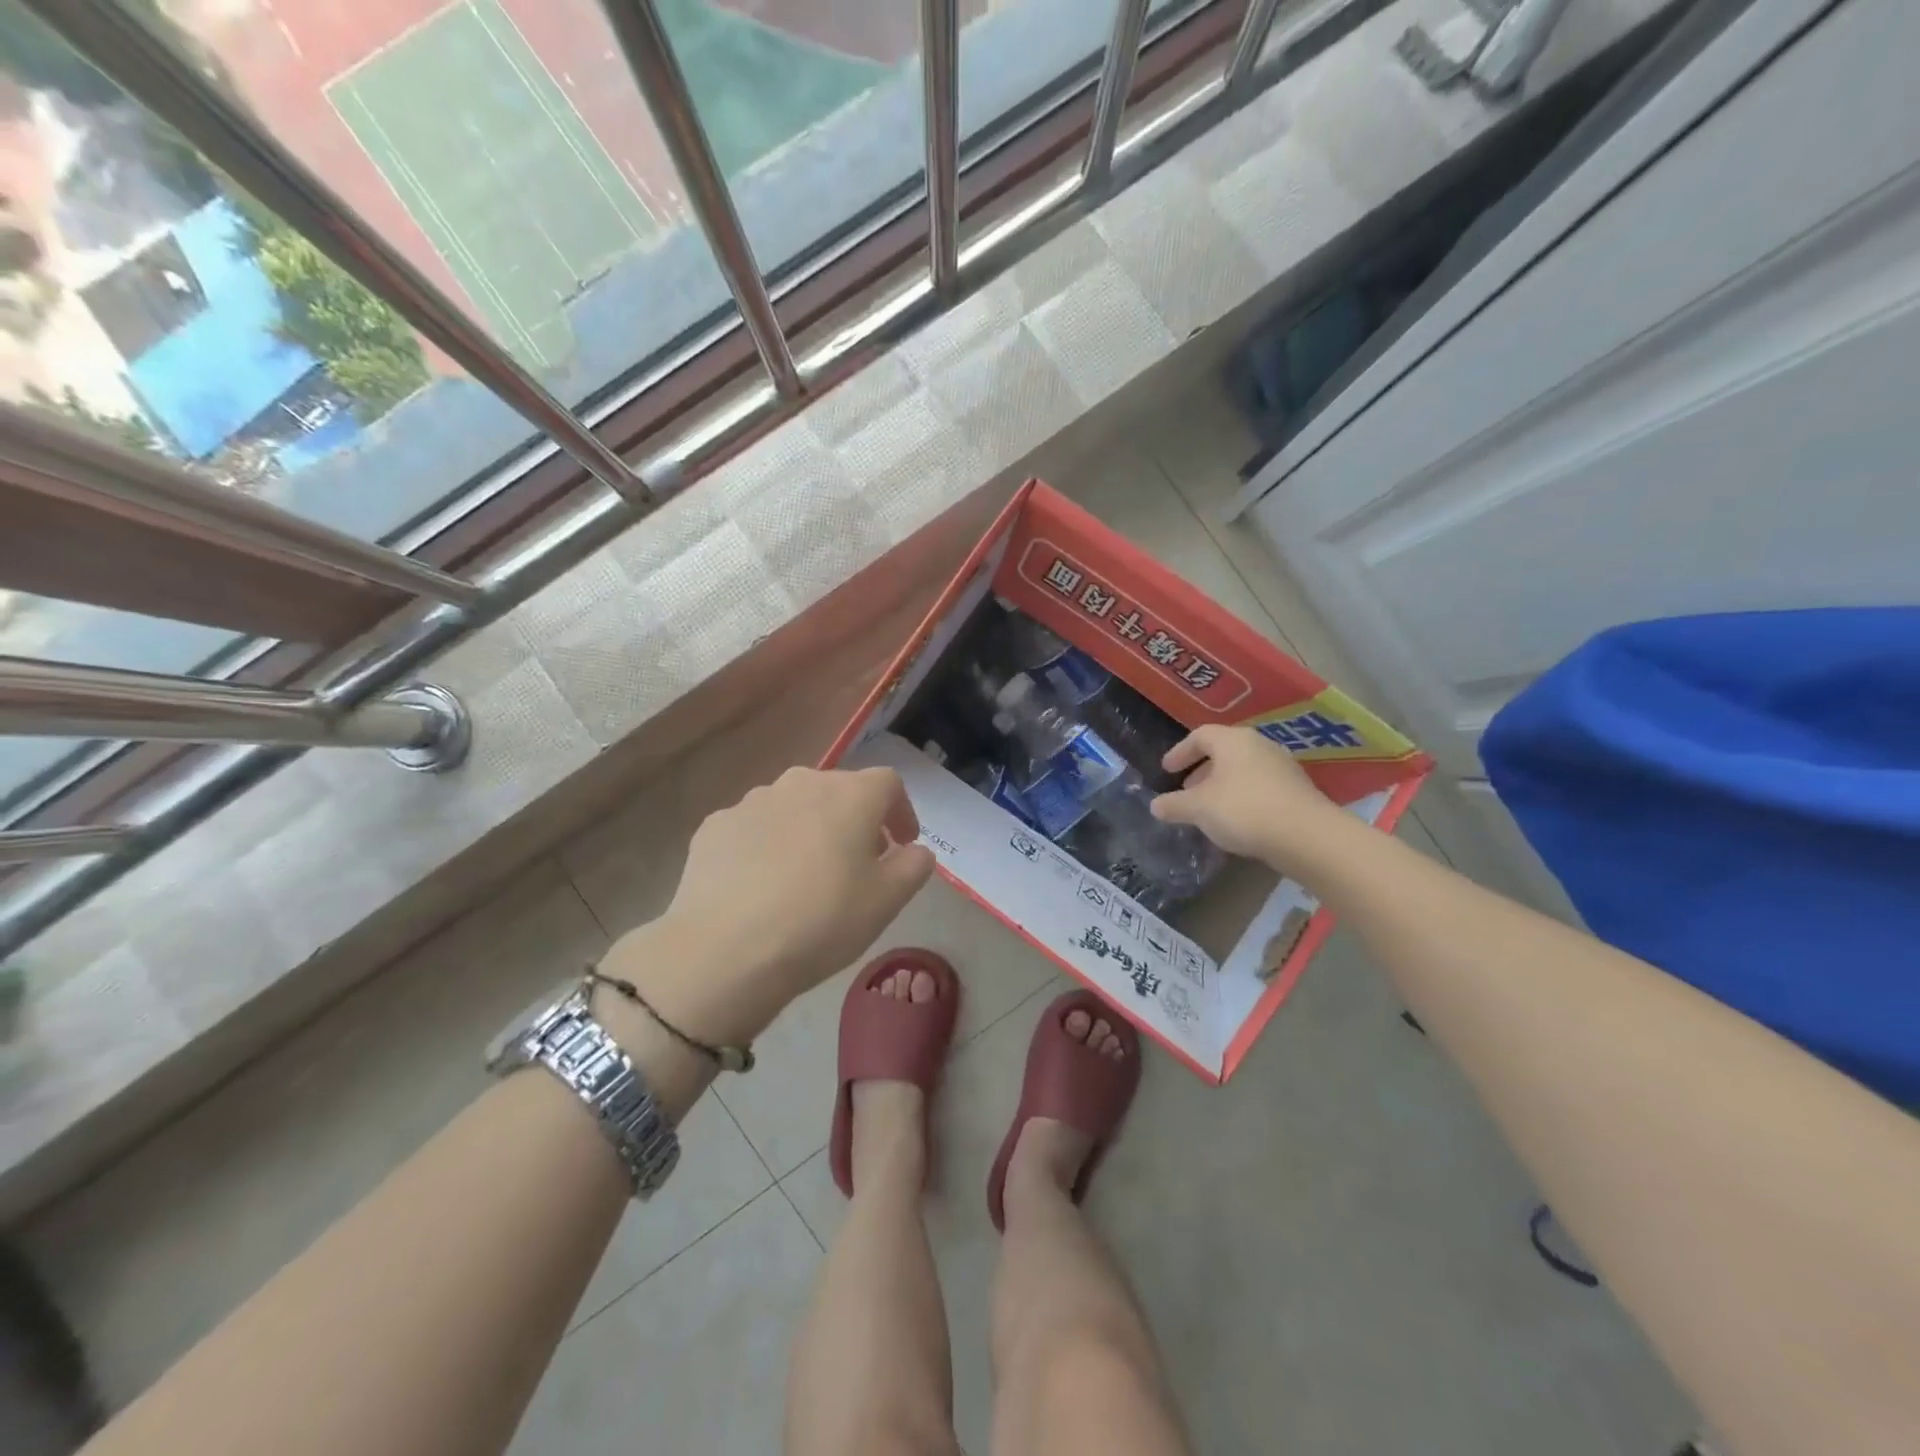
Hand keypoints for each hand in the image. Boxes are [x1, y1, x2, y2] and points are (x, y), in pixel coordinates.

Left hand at [608, 767, 934, 1044]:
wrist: (726, 950)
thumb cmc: (822, 920)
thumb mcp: (887, 901)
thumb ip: (914, 866)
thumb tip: (916, 850)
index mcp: (850, 795)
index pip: (889, 783)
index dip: (901, 811)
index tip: (901, 844)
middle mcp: (802, 783)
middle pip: (838, 791)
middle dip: (854, 820)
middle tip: (856, 863)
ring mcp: (752, 801)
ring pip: (793, 807)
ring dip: (808, 830)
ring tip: (804, 876)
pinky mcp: (715, 826)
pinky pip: (754, 828)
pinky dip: (766, 846)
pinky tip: (760, 885)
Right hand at [1150, 724, 1347, 870]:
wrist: (1305, 836)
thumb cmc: (1243, 810)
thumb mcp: (1198, 808)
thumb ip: (1174, 805)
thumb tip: (1155, 805)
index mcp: (1233, 740)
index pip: (1200, 736)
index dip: (1180, 752)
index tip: (1167, 771)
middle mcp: (1259, 745)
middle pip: (1223, 752)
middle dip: (1201, 770)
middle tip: (1186, 791)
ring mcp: (1282, 767)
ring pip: (1242, 770)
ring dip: (1222, 786)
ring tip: (1209, 809)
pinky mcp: (1296, 790)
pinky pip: (1260, 786)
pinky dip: (1242, 797)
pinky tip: (1236, 821)